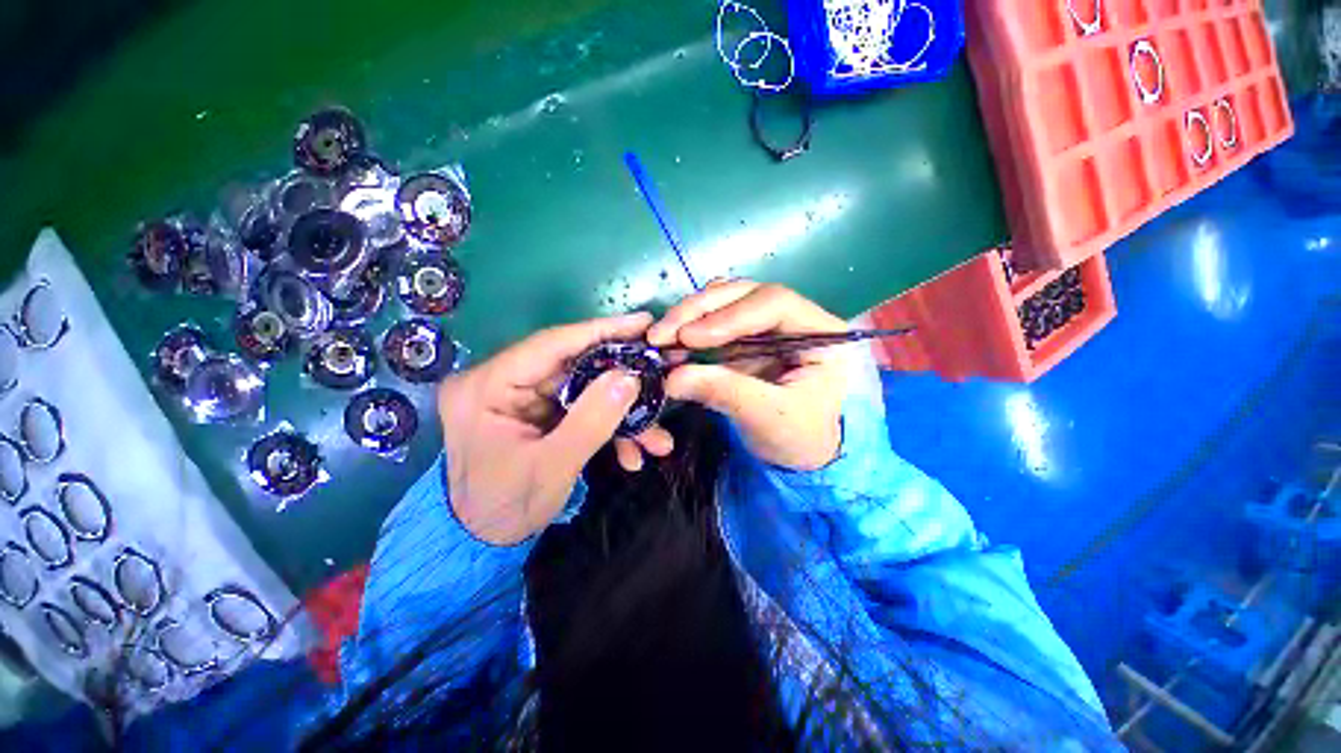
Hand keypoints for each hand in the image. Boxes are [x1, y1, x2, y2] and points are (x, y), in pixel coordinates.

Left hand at [438, 313, 673, 544]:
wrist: (482, 544)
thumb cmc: (505, 507)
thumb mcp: (553, 466)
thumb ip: (593, 419)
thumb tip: (630, 377)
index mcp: (486, 385)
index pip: (552, 344)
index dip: (601, 331)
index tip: (643, 322)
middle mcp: (501, 381)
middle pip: (575, 366)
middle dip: (623, 378)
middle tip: (661, 371)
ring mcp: (521, 397)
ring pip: (584, 389)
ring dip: (622, 413)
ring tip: (656, 437)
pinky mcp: (537, 412)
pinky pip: (580, 408)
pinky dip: (608, 427)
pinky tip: (632, 452)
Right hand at [648, 281, 847, 470]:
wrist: (798, 455)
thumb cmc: (798, 437)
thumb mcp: (767, 418)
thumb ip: (725, 392)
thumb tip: (673, 377)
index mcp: (821, 332)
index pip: (774, 303)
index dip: (730, 315)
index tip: (690, 337)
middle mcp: (795, 318)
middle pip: (745, 294)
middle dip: (700, 310)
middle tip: (662, 333)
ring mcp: (768, 325)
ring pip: (726, 301)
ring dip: (689, 315)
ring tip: (661, 337)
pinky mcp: (746, 338)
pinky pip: (716, 320)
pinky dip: (691, 327)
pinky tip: (673, 339)